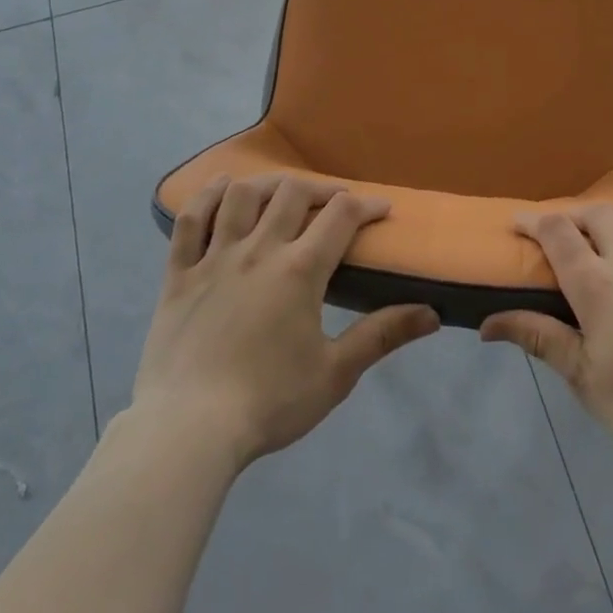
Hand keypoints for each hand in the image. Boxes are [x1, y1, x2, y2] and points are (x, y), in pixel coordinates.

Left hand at [130, 174, 440, 469]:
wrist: (188, 429)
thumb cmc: (268, 403)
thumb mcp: (336, 374)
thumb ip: (383, 336)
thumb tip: (433, 314)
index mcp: (300, 270)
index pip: (342, 216)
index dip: (367, 205)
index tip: (382, 210)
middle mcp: (259, 249)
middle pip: (293, 193)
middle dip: (322, 189)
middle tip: (335, 202)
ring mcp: (215, 258)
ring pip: (242, 196)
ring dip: (268, 183)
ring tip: (282, 190)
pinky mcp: (179, 274)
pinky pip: (191, 220)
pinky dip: (207, 196)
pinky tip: (221, 187)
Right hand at [480, 205, 612, 477]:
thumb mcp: (583, 378)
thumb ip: (539, 338)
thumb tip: (486, 324)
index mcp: (597, 283)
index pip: (558, 232)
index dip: (533, 221)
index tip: (518, 225)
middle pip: (598, 214)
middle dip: (575, 217)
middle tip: (564, 236)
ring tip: (611, 235)